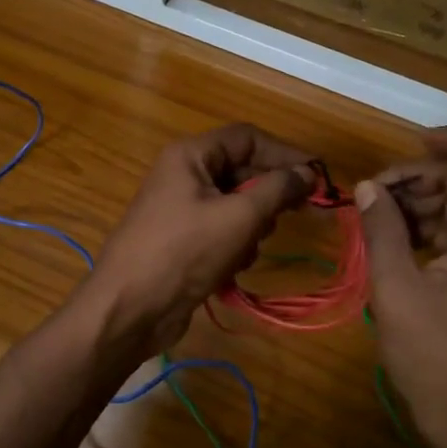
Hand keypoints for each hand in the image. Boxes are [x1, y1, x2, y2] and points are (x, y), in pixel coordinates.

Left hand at [85, 123, 313, 357]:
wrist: (129, 309)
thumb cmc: (184, 252)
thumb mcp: (238, 217)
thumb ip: (278, 189)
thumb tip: (309, 172)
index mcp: (191, 156)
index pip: (248, 138)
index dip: (284, 154)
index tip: (317, 178)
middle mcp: (184, 175)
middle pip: (243, 171)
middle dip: (268, 196)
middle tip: (295, 216)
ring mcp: (181, 209)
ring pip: (236, 205)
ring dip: (252, 227)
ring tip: (248, 248)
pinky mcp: (183, 241)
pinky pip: (222, 231)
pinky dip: (235, 247)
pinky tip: (232, 268)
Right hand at [355, 125, 446, 447]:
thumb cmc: (437, 361)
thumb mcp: (397, 292)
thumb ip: (383, 232)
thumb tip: (370, 189)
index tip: (419, 144)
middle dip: (426, 177)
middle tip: (377, 193)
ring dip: (425, 202)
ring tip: (377, 216)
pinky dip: (432, 227)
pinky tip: (394, 239)